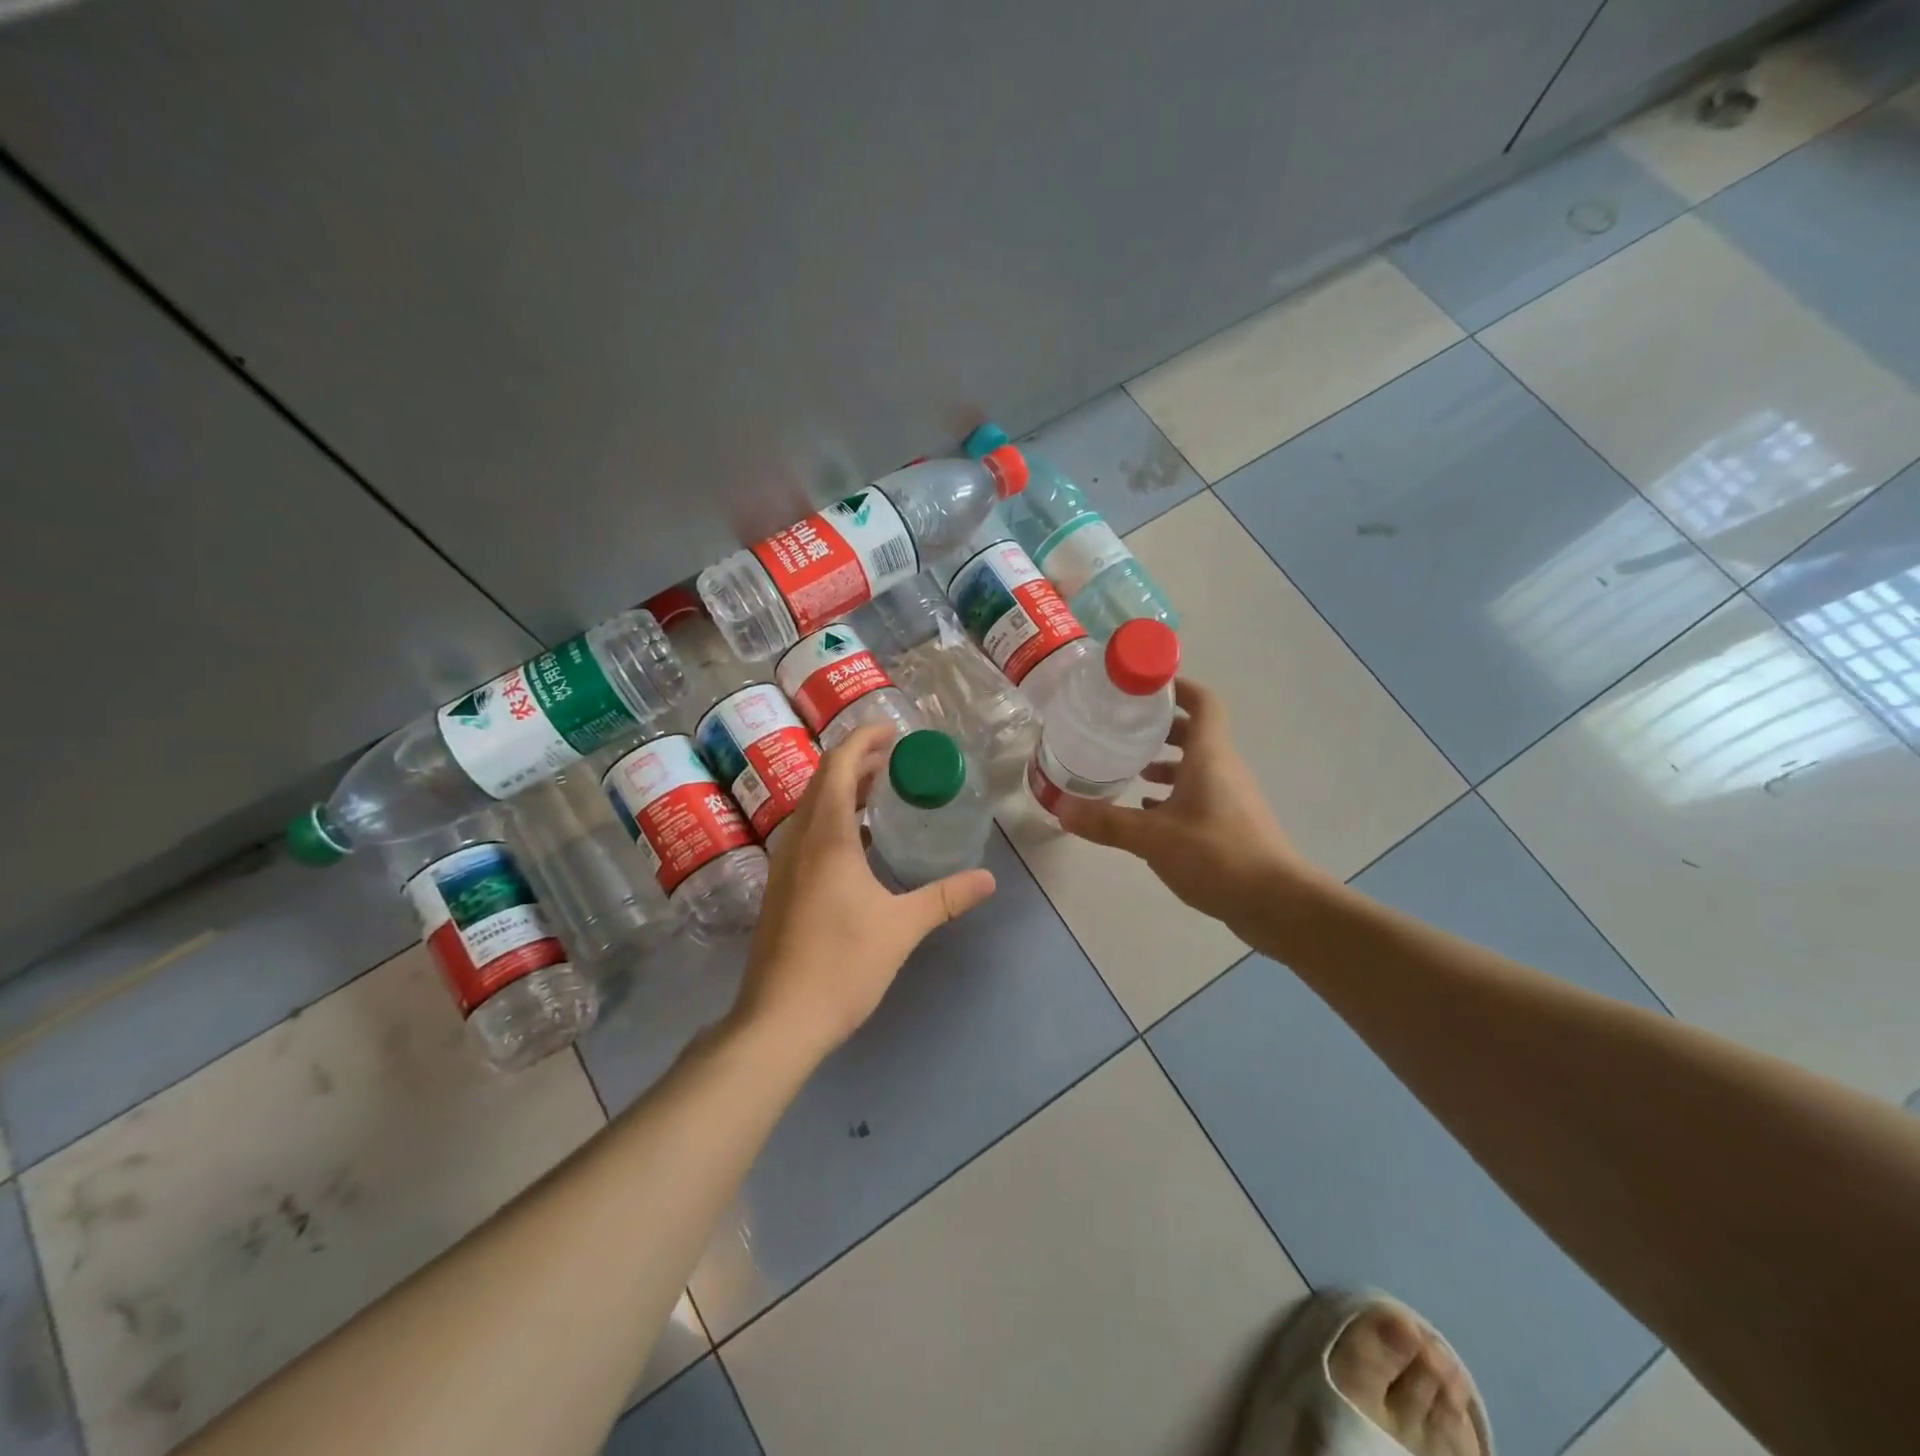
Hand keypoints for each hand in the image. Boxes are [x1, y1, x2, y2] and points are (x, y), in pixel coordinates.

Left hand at [729, 723, 995, 1061]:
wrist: (779, 1019)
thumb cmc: (842, 965)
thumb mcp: (902, 927)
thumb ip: (946, 897)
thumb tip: (988, 880)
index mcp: (826, 838)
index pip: (838, 766)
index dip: (863, 739)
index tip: (893, 730)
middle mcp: (798, 841)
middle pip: (822, 781)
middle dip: (857, 761)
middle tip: (896, 759)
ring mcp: (784, 865)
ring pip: (811, 808)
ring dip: (844, 791)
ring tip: (882, 793)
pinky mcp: (780, 888)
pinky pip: (807, 834)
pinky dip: (834, 820)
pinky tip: (860, 844)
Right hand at [1055, 678, 1325, 935]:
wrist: (1276, 903)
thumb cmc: (1216, 855)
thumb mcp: (1152, 837)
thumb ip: (1106, 821)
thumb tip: (1060, 808)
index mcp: (1209, 755)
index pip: (1203, 702)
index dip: (1178, 687)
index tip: (1143, 687)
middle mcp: (1223, 768)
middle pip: (1194, 732)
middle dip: (1159, 727)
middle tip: (1120, 727)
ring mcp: (1230, 796)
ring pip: (1195, 765)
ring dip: (1164, 762)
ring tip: (1127, 768)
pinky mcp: (1230, 823)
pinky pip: (1197, 793)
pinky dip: (1172, 793)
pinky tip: (1145, 810)